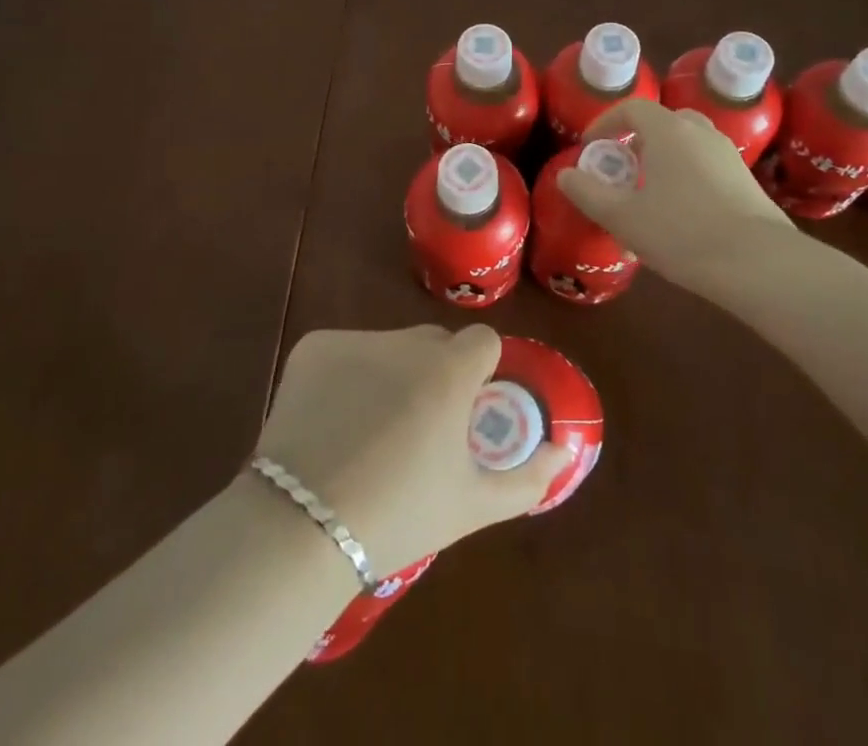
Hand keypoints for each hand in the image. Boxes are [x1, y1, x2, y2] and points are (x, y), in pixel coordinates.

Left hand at [255, 325, 570, 577]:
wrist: (303, 527)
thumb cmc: (400, 517)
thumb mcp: (472, 505)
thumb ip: (528, 476)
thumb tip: (563, 453)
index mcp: (449, 371)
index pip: (481, 341)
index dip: (478, 373)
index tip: (464, 411)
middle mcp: (404, 342)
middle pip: (433, 343)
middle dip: (435, 373)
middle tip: (417, 429)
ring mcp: (355, 340)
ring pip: (388, 347)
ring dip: (390, 374)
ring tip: (368, 432)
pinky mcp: (313, 347)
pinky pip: (345, 352)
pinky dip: (345, 376)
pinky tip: (331, 421)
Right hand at [554, 98, 793, 289]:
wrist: (759, 264)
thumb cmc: (681, 232)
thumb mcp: (622, 217)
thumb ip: (588, 192)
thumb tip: (565, 174)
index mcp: (669, 131)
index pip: (632, 108)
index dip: (606, 122)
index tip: (590, 146)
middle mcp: (700, 132)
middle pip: (663, 122)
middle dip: (637, 140)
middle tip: (622, 169)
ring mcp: (728, 155)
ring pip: (688, 144)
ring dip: (664, 158)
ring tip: (649, 193)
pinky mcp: (746, 181)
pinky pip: (706, 165)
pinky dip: (686, 175)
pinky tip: (681, 214)